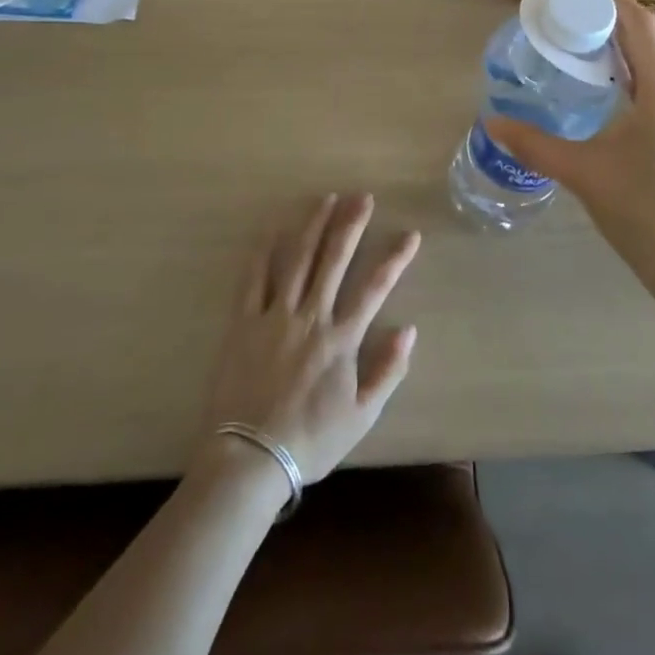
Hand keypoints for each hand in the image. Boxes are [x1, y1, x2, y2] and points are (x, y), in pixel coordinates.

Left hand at [202, 194, 420, 483]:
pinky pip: (254, 279)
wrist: (250, 458)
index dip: (395, 258)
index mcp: (341, 338)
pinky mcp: (245, 322)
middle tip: (363, 196)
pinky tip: (273, 229)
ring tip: (325, 199)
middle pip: (334, 260)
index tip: (410, 234)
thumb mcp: (362, 416)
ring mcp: (275, 315)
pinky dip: (264, 252)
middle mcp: (311, 316)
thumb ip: (388, 371)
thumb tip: (409, 330)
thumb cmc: (311, 438)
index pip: (375, 288)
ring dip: (313, 226)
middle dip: (351, 224)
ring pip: (297, 259)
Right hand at [484, 0, 654, 293]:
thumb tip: (491, 122)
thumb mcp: (582, 175)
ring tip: (601, 40)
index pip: (641, 25)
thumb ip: (534, 143)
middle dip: (624, 9)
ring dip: (641, 33)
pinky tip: (626, 80)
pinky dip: (653, 58)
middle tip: (584, 9)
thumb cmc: (640, 217)